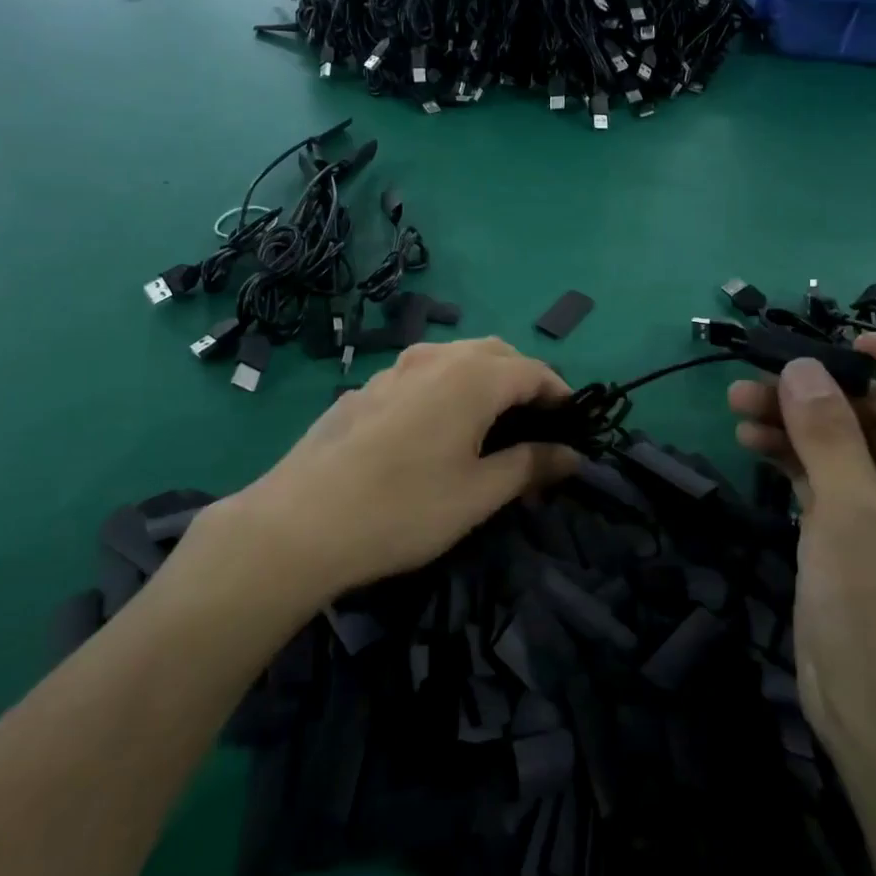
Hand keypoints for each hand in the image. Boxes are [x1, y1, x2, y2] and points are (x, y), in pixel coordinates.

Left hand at [227, 338, 575, 602]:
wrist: (300, 522)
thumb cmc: (404, 509)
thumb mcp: (478, 494)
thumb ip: (529, 466)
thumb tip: (571, 455)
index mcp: (471, 377)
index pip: (532, 371)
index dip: (560, 394)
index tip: (574, 425)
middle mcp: (434, 359)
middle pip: (494, 353)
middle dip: (522, 379)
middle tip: (535, 422)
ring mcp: (393, 370)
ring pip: (452, 358)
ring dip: (481, 378)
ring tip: (488, 422)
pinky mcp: (364, 389)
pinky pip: (419, 374)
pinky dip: (444, 387)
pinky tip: (433, 428)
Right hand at [728, 333, 875, 773]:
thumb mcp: (854, 513)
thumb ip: (828, 433)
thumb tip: (803, 366)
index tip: (855, 347)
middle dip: (826, 392)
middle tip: (764, 377)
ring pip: (848, 444)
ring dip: (797, 420)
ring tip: (739, 403)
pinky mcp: (856, 535)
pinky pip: (826, 476)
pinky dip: (791, 455)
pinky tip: (750, 441)